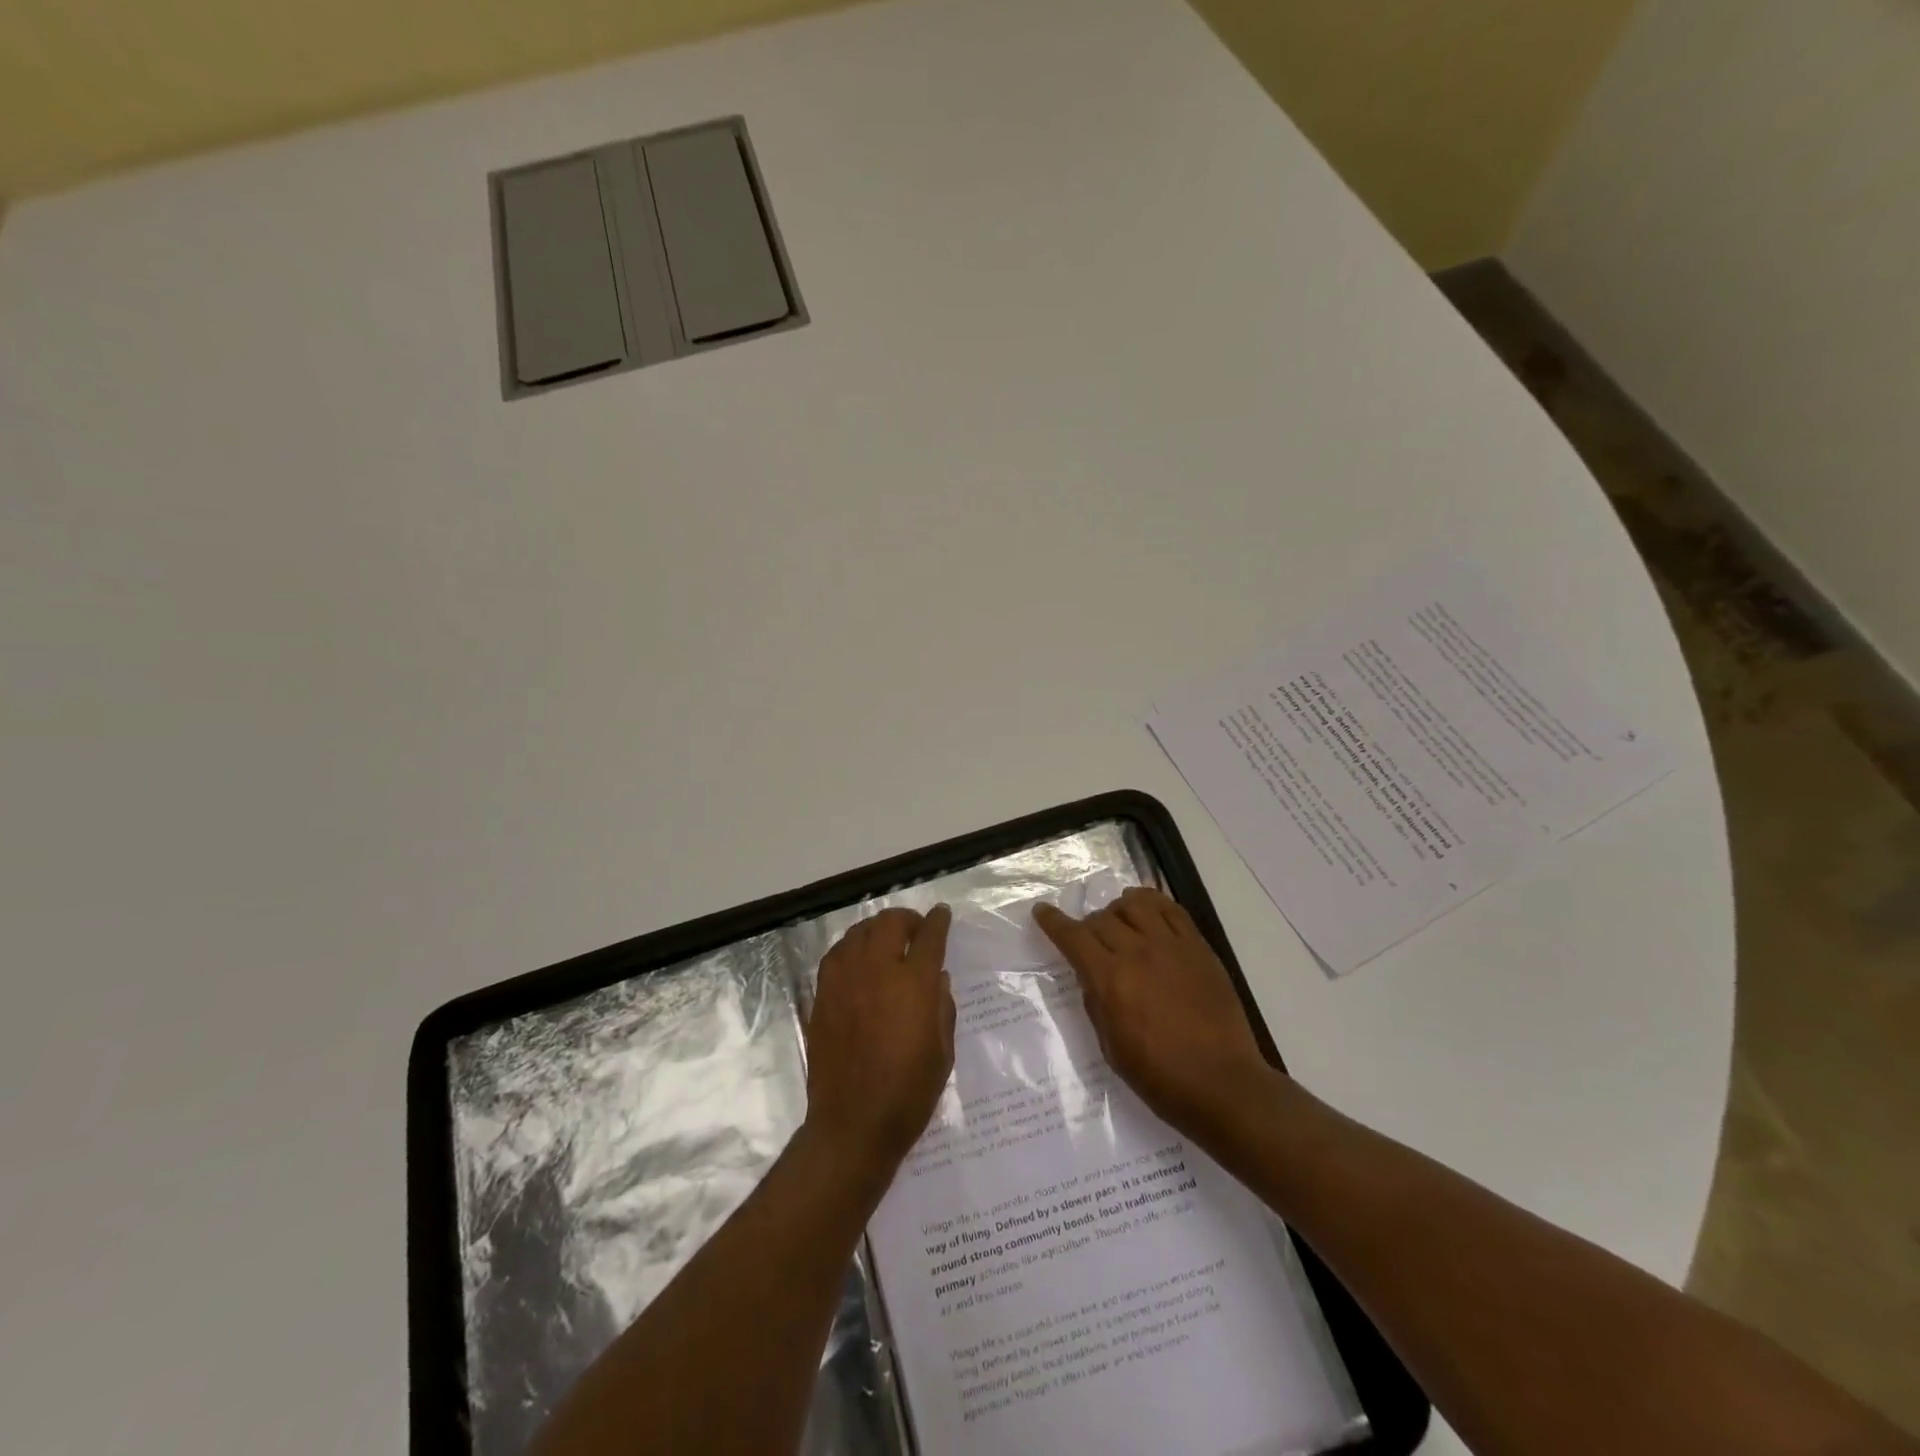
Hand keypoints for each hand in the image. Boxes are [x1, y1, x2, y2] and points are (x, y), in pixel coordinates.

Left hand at [803, 906, 956, 1177]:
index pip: (929, 936)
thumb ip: (942, 1007)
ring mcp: (844, 981)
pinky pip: (836, 955)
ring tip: (886, 941)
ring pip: (859, 933)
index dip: (938, 921)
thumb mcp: (943, 1052)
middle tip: (915, 929)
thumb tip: (937, 978)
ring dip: (877, 929)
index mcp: (913, 984)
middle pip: (889, 923)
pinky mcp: (822, 995)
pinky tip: (858, 961)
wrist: (853, 1124)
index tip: (942, 914)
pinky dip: (852, 948)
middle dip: (906, 919)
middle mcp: (877, 971)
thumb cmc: (908, 1092)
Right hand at [1034, 887, 1279, 1145]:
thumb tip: (1091, 976)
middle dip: (1087, 925)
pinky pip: (1172, 909)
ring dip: (1118, 910)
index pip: (1073, 937)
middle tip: (1089, 940)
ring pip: (1135, 904)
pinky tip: (1148, 911)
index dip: (1053, 922)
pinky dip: (1152, 902)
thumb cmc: (1161, 1077)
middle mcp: (1138, 952)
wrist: (1223, 1084)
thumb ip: (1096, 1004)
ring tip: (1119, 922)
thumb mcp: (1111, 1048)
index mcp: (1111, 980)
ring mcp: (1172, 946)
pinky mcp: (1199, 947)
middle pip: (1102, 918)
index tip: (1042, 911)